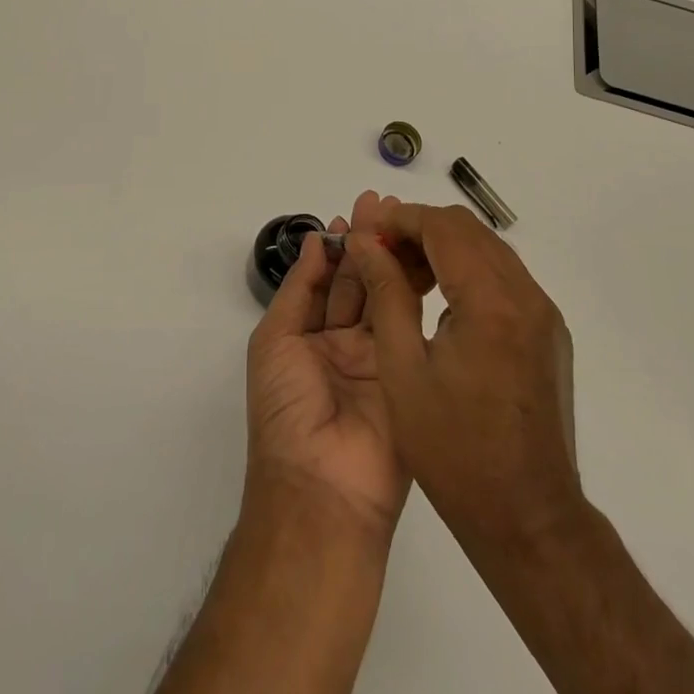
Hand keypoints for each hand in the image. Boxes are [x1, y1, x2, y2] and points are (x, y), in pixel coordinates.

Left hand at [244, 190, 413, 540]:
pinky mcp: (411, 372)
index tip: (352, 215)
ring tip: (400, 219)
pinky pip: (410, 325)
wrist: (322, 487)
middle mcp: (347, 345)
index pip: (328, 282)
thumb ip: (298, 289)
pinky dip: (412, 289)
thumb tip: (313, 242)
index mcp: (310, 339)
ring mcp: (381, 358)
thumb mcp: (275, 341)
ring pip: (386, 297)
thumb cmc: (285, 410)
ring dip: (391, 258)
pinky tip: (418, 258)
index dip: (339, 248)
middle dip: (368, 244)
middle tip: (382, 205)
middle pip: (360, 283)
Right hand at [347, 200, 581, 555]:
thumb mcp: (403, 371)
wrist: (531, 520)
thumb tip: (365, 242)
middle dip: (420, 229)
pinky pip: (505, 277)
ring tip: (403, 274)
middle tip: (380, 252)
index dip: (401, 219)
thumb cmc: (455, 452)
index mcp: (491, 303)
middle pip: (468, 231)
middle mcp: (526, 296)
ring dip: (444, 248)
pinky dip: (468, 271)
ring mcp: (543, 313)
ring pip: (488, 249)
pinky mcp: (548, 332)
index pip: (444, 228)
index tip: (367, 230)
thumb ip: (386, 294)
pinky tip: (439, 301)